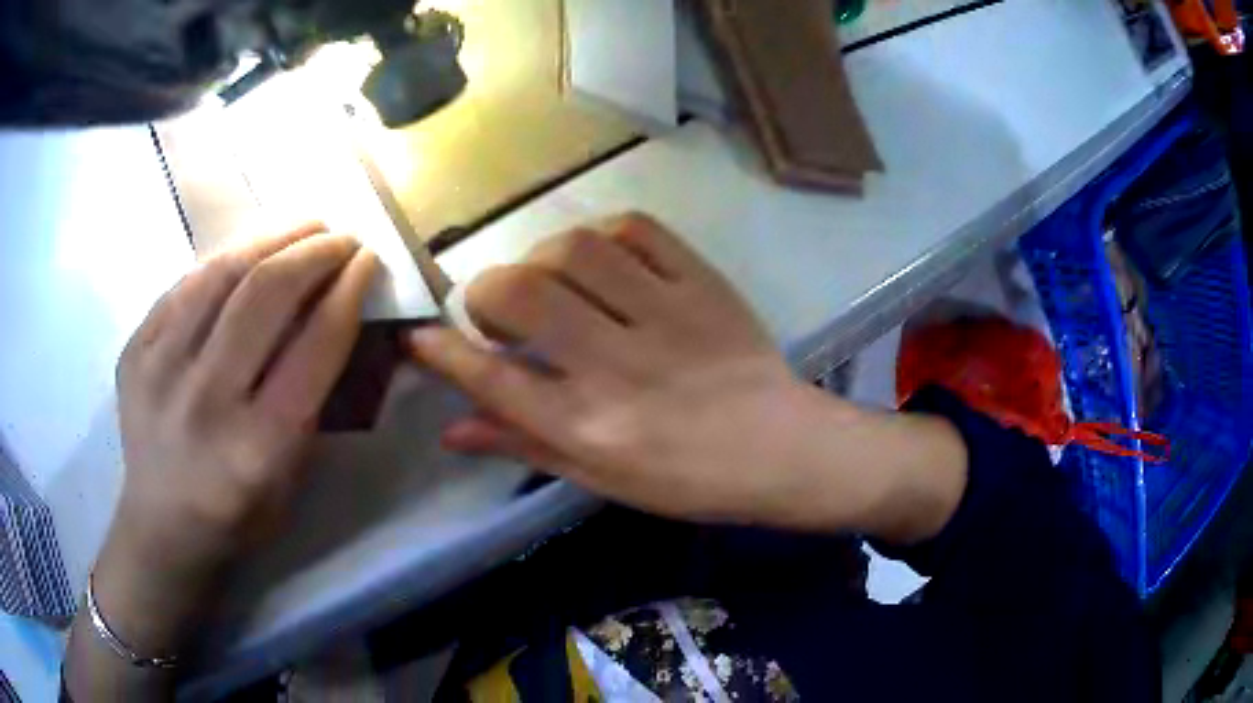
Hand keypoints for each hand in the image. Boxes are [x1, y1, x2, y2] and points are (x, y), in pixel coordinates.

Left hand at [68, 224, 376, 694]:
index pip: (313, 347)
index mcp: (257, 447)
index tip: (367, 261)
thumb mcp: (292, 477)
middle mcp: (205, 401)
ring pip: (220, 274)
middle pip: (264, 295)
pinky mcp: (134, 350)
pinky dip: (224, 260)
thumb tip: (334, 315)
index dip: (346, 293)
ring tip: (301, 225)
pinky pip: (184, 285)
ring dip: (270, 237)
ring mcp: (159, 369)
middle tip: (339, 235)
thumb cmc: (239, 515)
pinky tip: (247, 252)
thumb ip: (312, 400)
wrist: (162, 527)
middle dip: (313, 252)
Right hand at [410, 213, 966, 534]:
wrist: (783, 450)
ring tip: (553, 281)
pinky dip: (605, 234)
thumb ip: (524, 445)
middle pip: (522, 295)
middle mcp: (617, 368)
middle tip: (498, 310)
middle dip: (486, 292)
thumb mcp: (600, 479)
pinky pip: (639, 230)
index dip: (441, 351)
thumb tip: (452, 428)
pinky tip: (603, 258)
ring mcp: (665, 318)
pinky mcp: (703, 285)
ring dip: (543, 258)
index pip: (492, 378)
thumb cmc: (688, 480)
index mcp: (590, 429)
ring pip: (575, 249)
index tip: (419, 335)